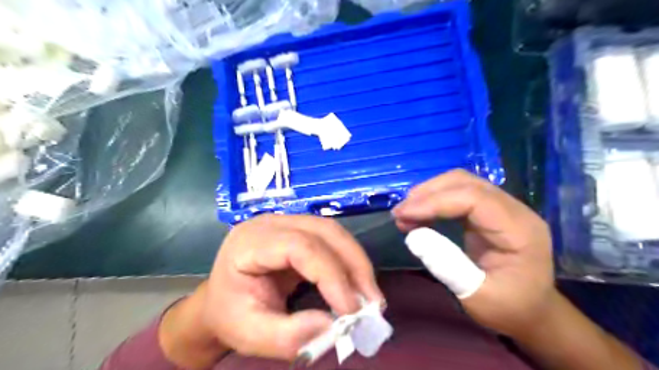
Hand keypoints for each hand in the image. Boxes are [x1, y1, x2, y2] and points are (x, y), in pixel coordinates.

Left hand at [204, 213, 384, 361]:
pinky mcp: (300, 231)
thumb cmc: (230, 315)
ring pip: (333, 232)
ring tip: (369, 294)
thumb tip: (334, 326)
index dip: (330, 275)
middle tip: (373, 301)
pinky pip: (332, 240)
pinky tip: (357, 284)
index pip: (299, 246)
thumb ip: (289, 336)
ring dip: (356, 262)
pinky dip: (350, 261)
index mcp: (250, 242)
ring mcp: (287, 223)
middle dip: (353, 265)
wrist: (222, 300)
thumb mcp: (250, 335)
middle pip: (324, 231)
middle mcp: (271, 223)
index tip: (351, 310)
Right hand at [391, 169, 554, 338]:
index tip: (402, 214)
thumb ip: (447, 266)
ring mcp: (501, 207)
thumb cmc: (509, 309)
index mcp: (518, 230)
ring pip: (460, 183)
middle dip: (427, 193)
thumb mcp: (478, 297)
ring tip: (405, 213)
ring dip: (428, 194)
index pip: (473, 199)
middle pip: (465, 183)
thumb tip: (413, 236)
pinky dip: (434, 200)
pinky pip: (458, 194)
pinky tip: (419, 214)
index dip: (435, 202)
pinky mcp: (488, 211)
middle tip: (400, 213)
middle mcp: (513, 210)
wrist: (532, 312)